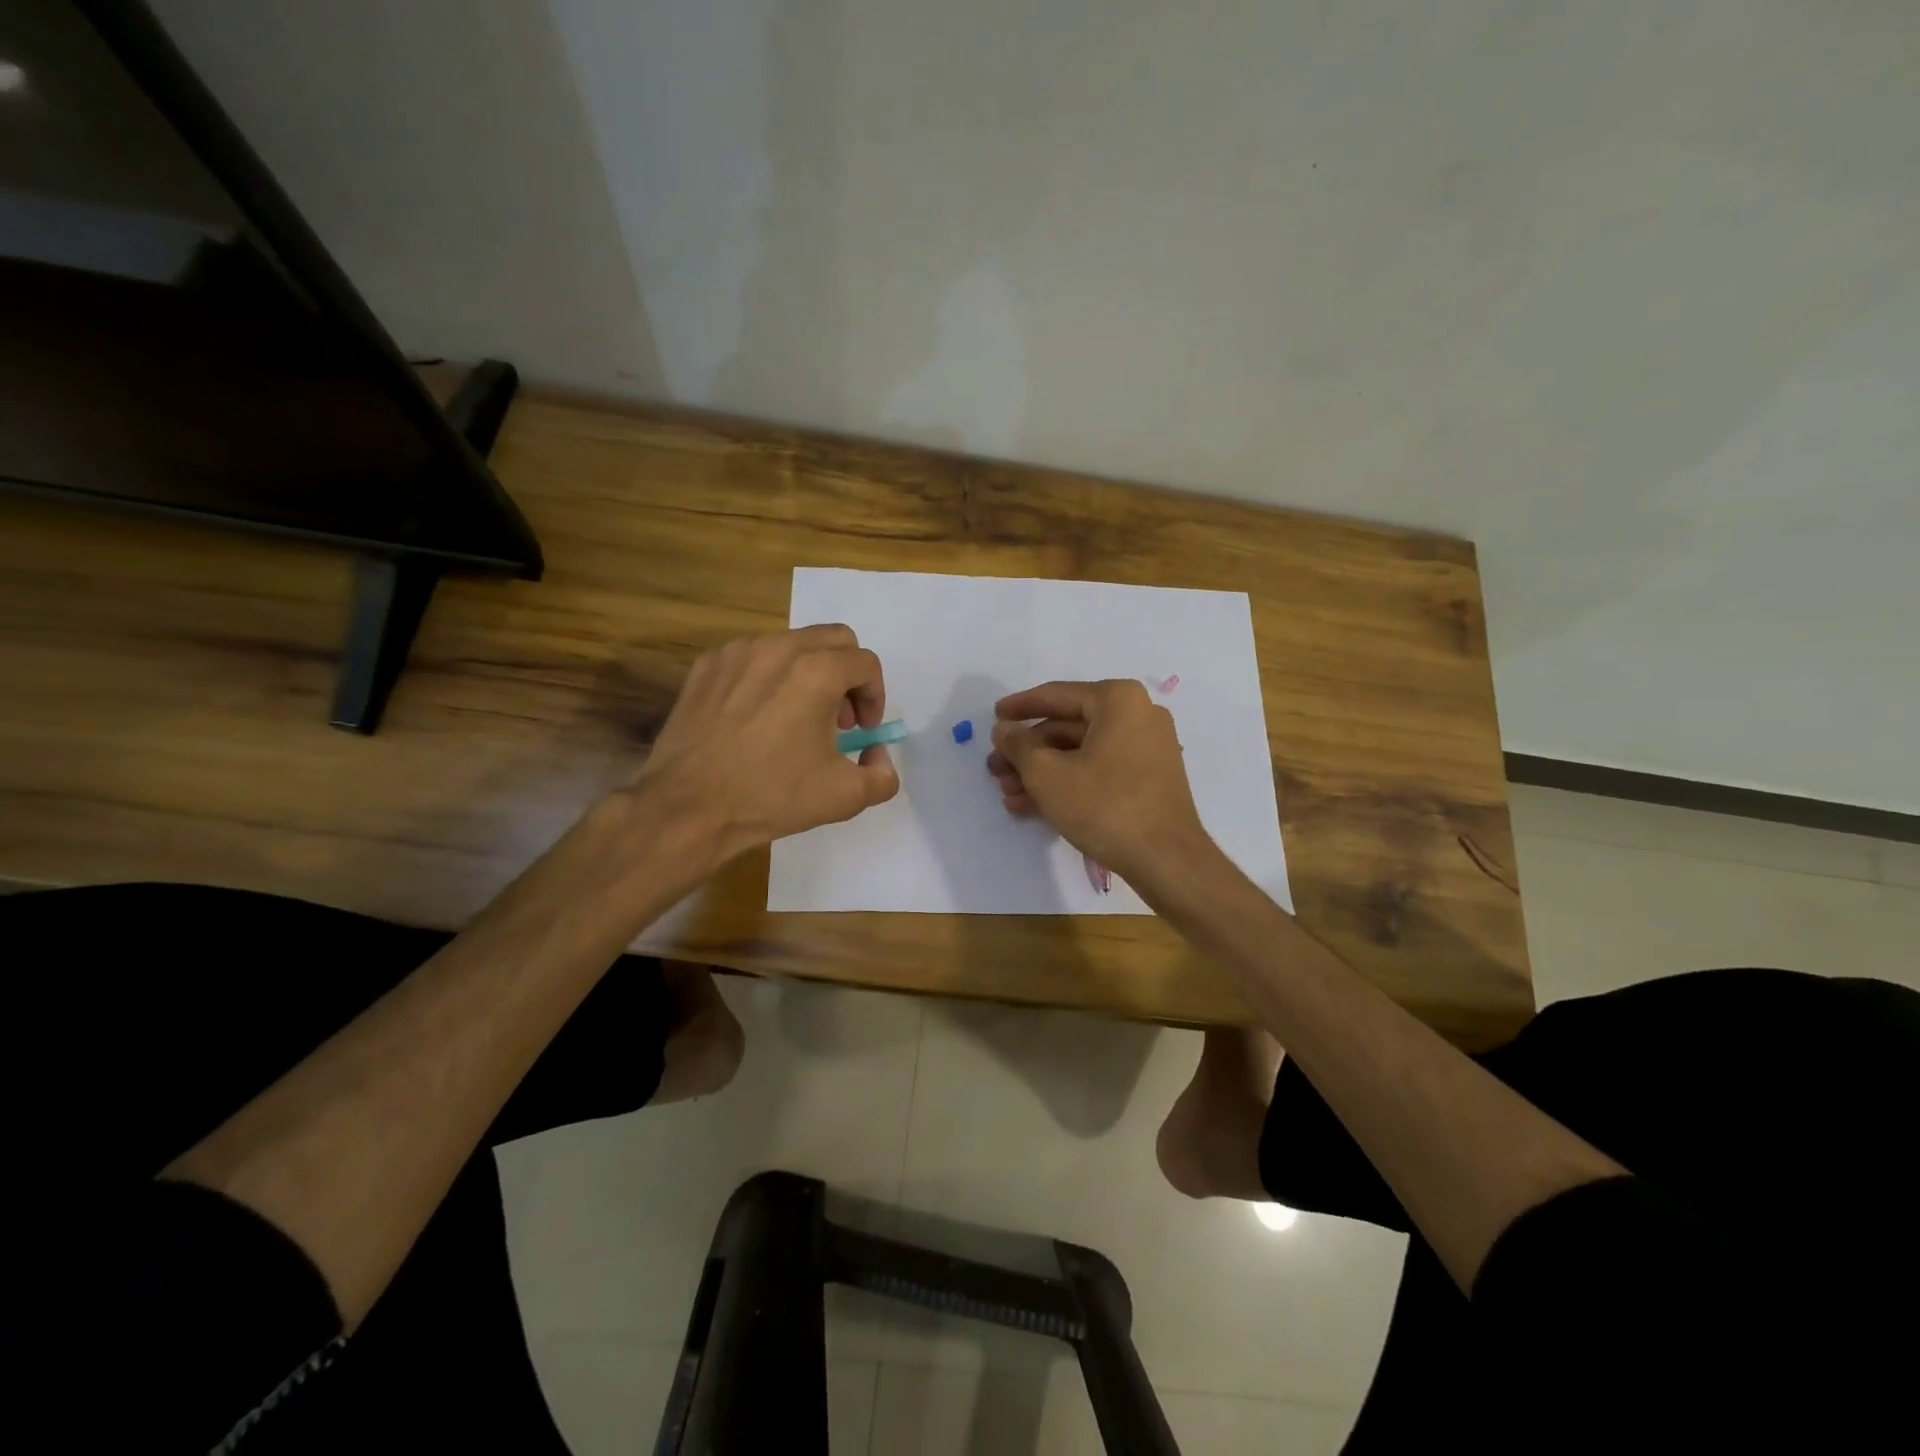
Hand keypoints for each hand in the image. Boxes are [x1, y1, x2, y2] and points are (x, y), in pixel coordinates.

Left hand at [634, 625, 898, 863]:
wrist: (688, 807)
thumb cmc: (771, 796)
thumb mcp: (846, 797)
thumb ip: (883, 774)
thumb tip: (877, 754)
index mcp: (818, 671)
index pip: (866, 664)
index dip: (874, 697)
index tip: (862, 730)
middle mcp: (780, 647)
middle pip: (834, 640)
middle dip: (847, 675)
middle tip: (839, 719)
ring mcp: (738, 652)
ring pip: (792, 644)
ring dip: (809, 672)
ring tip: (797, 717)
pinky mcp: (707, 665)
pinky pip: (753, 656)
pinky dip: (769, 676)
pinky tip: (758, 718)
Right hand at [987, 679, 1210, 885]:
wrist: (1166, 860)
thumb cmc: (1104, 806)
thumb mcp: (1047, 774)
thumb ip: (1019, 745)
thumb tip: (1004, 729)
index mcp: (1118, 700)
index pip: (1056, 695)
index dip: (1019, 707)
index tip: (993, 716)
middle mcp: (1138, 715)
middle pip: (1067, 727)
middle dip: (1028, 751)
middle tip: (995, 768)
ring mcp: (1147, 748)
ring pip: (1081, 753)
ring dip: (1042, 772)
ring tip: (1008, 794)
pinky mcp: (1149, 779)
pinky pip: (1099, 770)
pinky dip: (1067, 783)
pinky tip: (1033, 806)